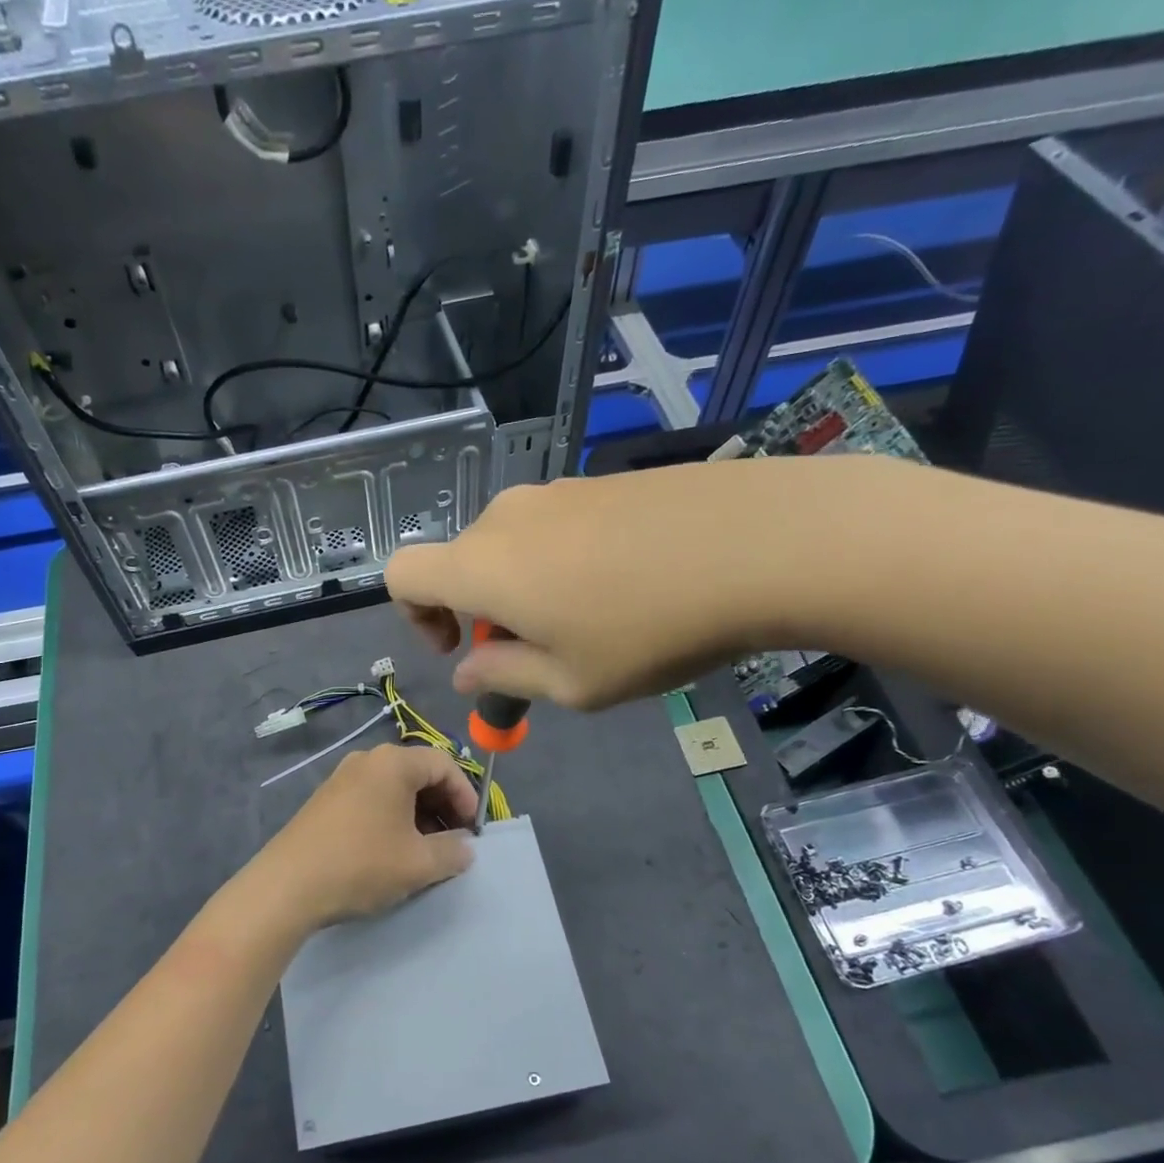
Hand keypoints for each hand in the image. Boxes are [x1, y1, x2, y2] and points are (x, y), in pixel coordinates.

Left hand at [248, 743, 478, 931]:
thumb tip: (464, 848)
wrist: (287, 886)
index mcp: (393, 763)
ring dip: (417, 814)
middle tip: (453, 840)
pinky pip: (371, 798)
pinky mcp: (325, 800)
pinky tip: (391, 850)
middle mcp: (367, 760)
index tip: (472, 830)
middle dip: (442, 805)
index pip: (444, 765)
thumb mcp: (418, 863)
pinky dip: (391, 817)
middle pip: (418, 772)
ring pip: (394, 788)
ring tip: (424, 850)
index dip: (466, 795)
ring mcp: (341, 778)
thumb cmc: (361, 864)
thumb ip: (452, 852)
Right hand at [385, 457, 888, 708]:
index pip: (401, 573)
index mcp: (482, 566)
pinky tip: (626, 584)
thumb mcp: (571, 682)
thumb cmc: (650, 630)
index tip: (460, 647)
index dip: (414, 616)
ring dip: (524, 587)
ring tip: (590, 621)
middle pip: (461, 562)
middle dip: (480, 611)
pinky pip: (556, 526)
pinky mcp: (602, 480)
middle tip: (537, 650)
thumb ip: (504, 677)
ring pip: (511, 545)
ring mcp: (557, 491)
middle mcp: (506, 518)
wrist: (762, 542)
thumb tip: (466, 672)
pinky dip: (562, 561)